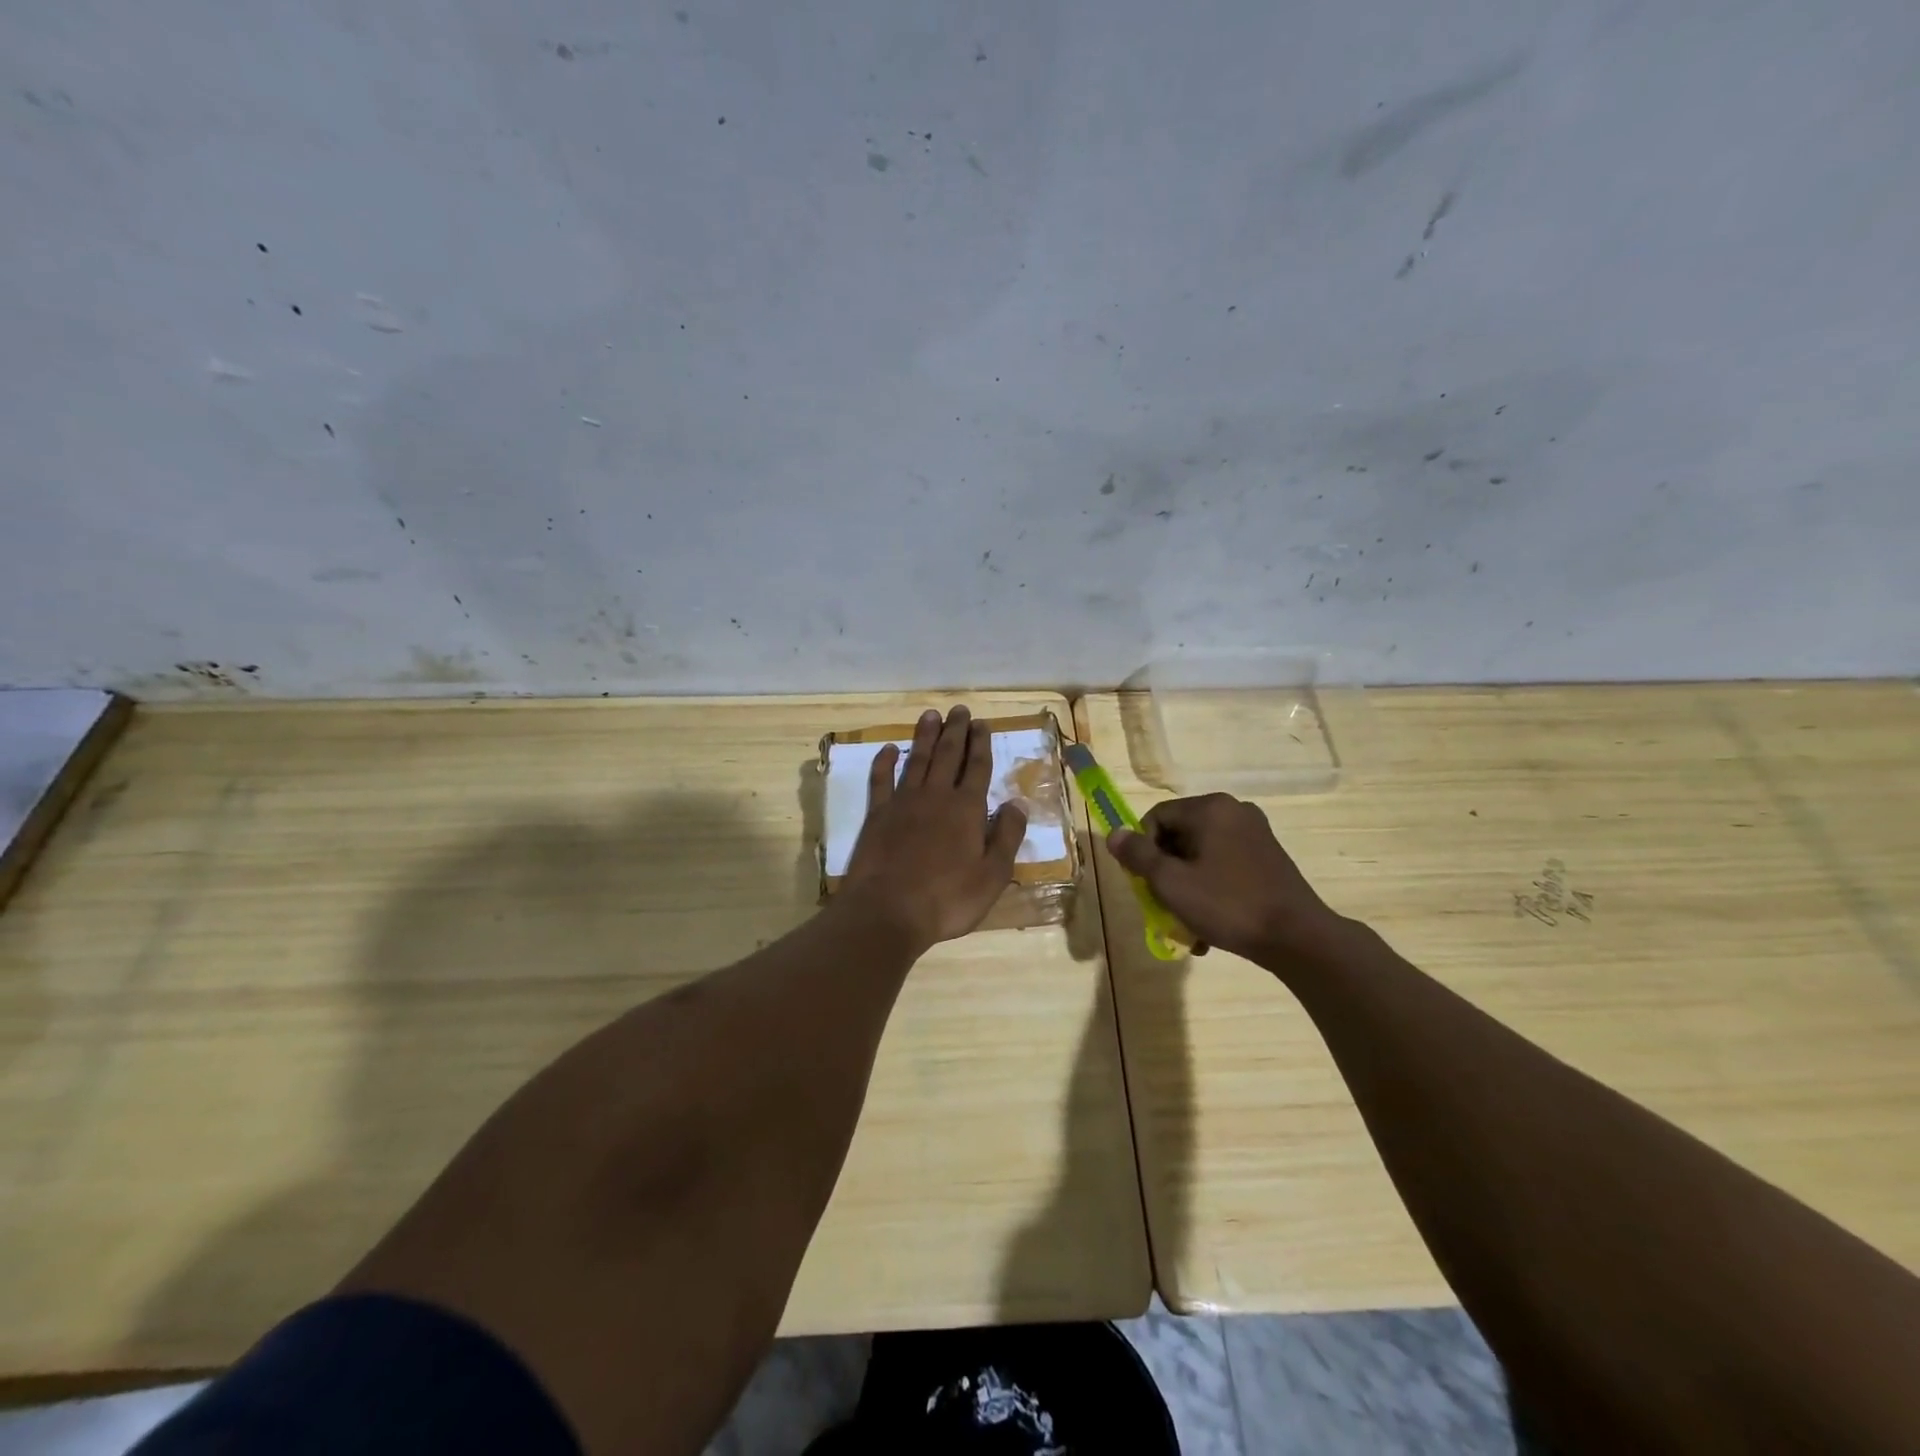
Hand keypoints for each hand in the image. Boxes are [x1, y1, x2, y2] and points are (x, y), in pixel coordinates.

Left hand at [839, 706, 1027, 950]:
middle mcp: (936, 796)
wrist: (887, 911)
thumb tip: (1017, 803)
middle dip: (955, 731)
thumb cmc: (947, 899)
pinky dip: (884, 762)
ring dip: (925, 736)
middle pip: (947, 755)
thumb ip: (1007, 836)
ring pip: (916, 760)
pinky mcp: (877, 815)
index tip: (981, 723)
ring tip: (931, 715)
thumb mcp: (992, 875)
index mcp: (967, 809)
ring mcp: (903, 802)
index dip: (980, 744)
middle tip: (959, 709)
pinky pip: (881, 780)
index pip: (977, 768)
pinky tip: (888, 749)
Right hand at [1106, 793, 1342, 961]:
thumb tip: (1114, 834)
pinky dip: (1212, 888)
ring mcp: (1256, 833)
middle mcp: (1234, 811)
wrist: (1298, 938)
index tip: (1145, 883)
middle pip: (1179, 835)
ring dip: (1187, 885)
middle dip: (1166, 871)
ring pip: (1202, 854)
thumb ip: (1138, 855)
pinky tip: (1211, 924)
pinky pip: (1225, 865)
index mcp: (1210, 809)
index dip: (1142, 850)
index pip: (1156, 817)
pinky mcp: (1269, 857)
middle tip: (1163, 905)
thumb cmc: (1228, 905)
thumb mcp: (1171, 883)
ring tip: (1187, 924)